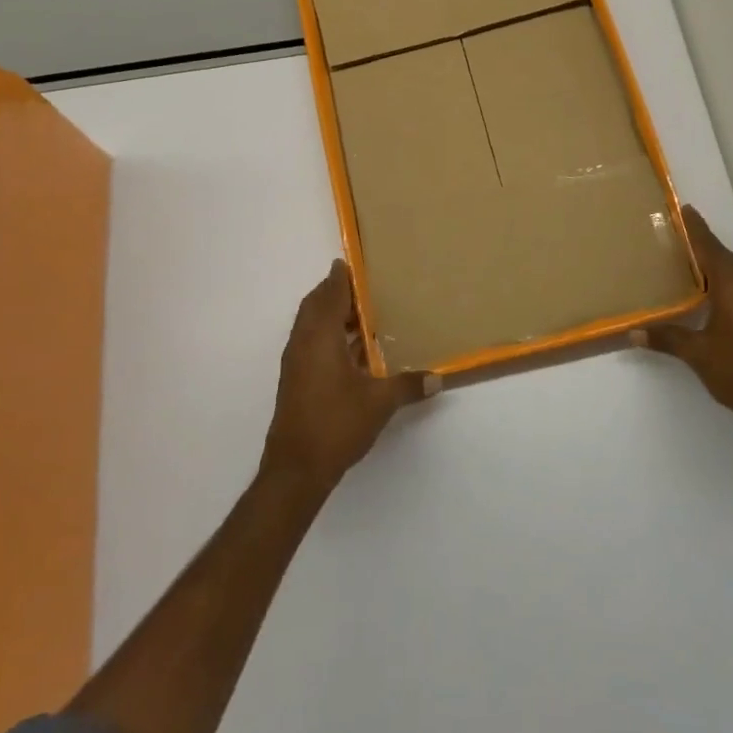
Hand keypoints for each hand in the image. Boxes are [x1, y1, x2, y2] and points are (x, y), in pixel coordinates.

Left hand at [261, 260, 438, 494]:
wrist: (296, 469)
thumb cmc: (336, 424)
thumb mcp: (379, 402)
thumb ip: (408, 385)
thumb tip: (437, 378)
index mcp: (320, 337)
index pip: (329, 295)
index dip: (340, 278)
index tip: (351, 263)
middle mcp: (303, 343)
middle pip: (315, 306)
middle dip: (335, 293)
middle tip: (362, 288)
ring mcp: (296, 363)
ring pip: (311, 326)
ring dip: (332, 315)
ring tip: (363, 315)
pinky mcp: (296, 381)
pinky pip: (311, 344)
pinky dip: (329, 336)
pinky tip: (354, 352)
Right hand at [635, 207, 732, 443]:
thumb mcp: (699, 355)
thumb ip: (667, 338)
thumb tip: (634, 332)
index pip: (709, 247)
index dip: (694, 228)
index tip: (683, 209)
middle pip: (722, 257)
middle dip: (700, 247)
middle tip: (674, 238)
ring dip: (713, 267)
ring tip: (687, 266)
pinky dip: (725, 284)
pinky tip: (711, 298)